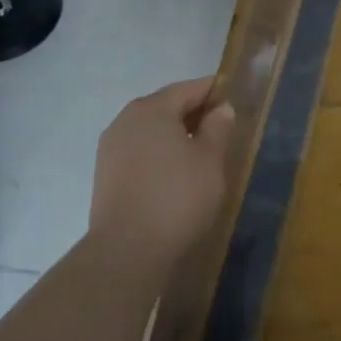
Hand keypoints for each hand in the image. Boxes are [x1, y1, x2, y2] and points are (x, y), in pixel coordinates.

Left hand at [90, 76, 235, 273]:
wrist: (127, 251)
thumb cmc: (177, 197)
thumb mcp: (210, 159)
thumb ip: (218, 127)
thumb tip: (221, 108)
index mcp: (151, 109)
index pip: (189, 89)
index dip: (214, 92)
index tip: (235, 100)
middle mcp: (125, 121)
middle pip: (166, 107)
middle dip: (194, 114)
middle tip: (222, 129)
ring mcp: (110, 149)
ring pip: (151, 130)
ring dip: (175, 135)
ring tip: (201, 153)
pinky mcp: (105, 175)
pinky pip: (139, 151)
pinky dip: (159, 154)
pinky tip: (176, 173)